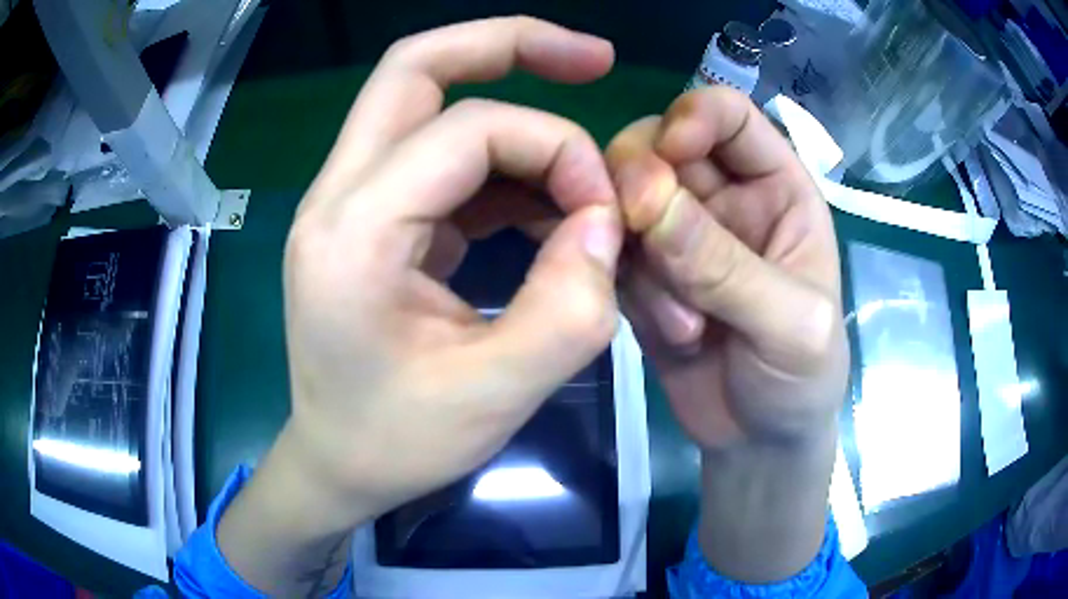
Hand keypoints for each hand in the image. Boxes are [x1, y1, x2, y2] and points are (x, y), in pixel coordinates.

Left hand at [214, 18, 621, 595]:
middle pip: (415, 66)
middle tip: (592, 57)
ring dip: (516, 117)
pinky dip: (503, 165)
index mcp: (353, 231)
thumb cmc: (397, 443)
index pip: (469, 128)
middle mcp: (338, 195)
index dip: (557, 149)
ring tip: (581, 170)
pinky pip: (441, 159)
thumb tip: (606, 224)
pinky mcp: (372, 219)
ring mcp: (349, 201)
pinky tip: (546, 205)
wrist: (337, 464)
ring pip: (429, 103)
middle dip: (510, 44)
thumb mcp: (495, 397)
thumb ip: (569, 310)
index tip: (605, 212)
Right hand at [605, 88, 847, 581]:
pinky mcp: (647, 277)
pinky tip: (670, 335)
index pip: (730, 117)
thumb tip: (647, 202)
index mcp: (779, 188)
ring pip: (625, 201)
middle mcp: (726, 199)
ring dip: (641, 257)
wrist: (759, 442)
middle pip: (659, 146)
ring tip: (685, 326)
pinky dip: (627, 288)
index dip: (694, 117)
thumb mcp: (790, 325)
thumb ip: (728, 266)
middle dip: (641, 181)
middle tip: (639, 231)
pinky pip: (613, 255)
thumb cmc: (803, 378)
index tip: (669, 153)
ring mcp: (681, 238)